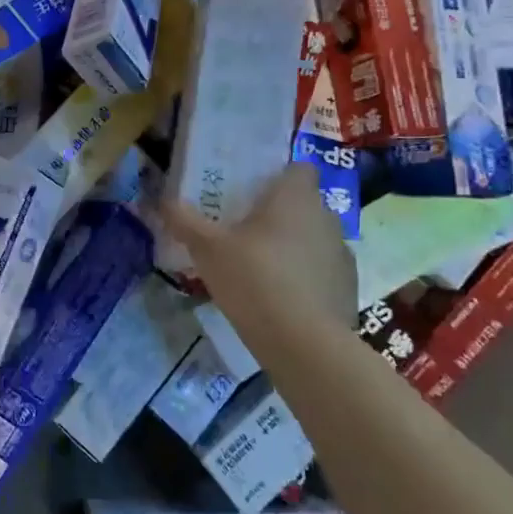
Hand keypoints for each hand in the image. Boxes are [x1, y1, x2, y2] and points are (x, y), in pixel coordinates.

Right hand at [160, 163, 356, 326]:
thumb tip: (163, 200)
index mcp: (295, 197)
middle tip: (245, 228)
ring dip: (294, 246)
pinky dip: (306, 279)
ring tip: (260, 267)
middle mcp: (325, 218)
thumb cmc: (254, 278)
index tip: (254, 189)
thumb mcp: (207, 249)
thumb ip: (184, 221)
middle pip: (304, 204)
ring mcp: (342, 255)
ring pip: (315, 239)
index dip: (279, 175)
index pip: (299, 168)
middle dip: (280, 213)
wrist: (305, 345)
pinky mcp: (348, 290)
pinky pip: (323, 272)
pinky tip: (280, 299)